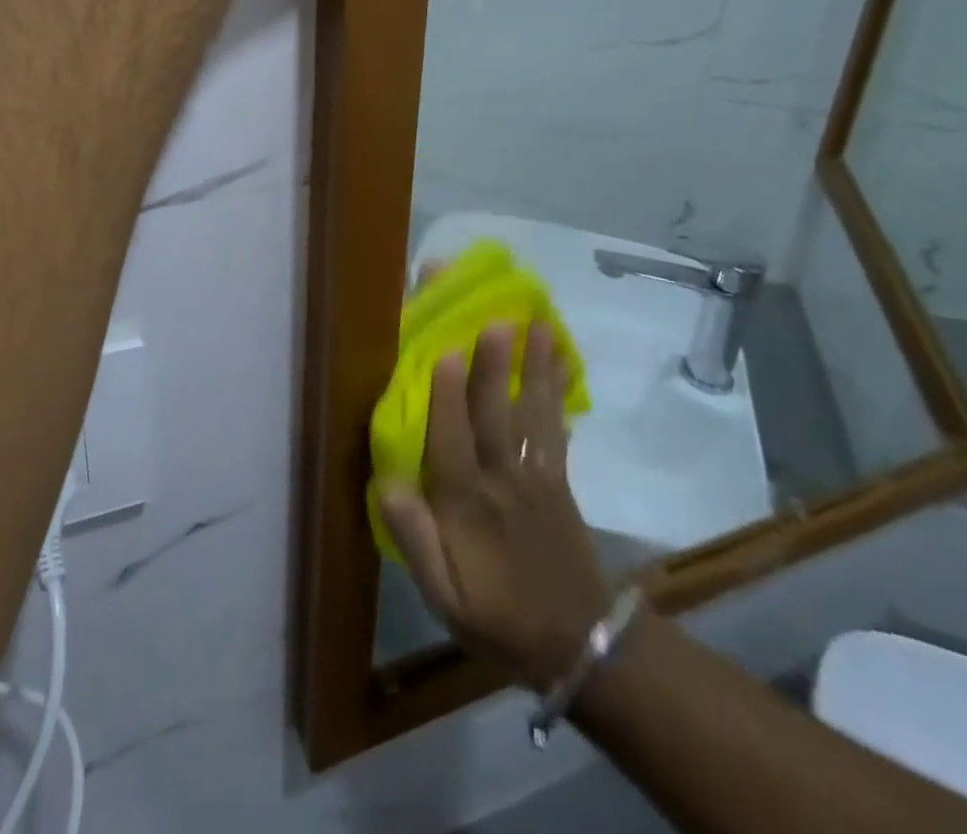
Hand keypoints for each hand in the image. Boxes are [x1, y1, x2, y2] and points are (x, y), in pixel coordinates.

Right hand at [379, 320, 610, 691]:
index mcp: (467, 505)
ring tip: (541, 325)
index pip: (452, 440)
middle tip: (498, 320)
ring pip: (532, 413)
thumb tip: (387, 484)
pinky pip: (557, 428)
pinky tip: (564, 362)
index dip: (446, 396)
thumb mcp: (444, 598)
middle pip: (496, 415)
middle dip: (495, 366)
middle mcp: (502, 479)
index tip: (443, 351)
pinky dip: (560, 393)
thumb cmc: (498, 616)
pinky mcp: (558, 479)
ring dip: (535, 368)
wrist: (579, 647)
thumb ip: (416, 541)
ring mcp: (536, 476)